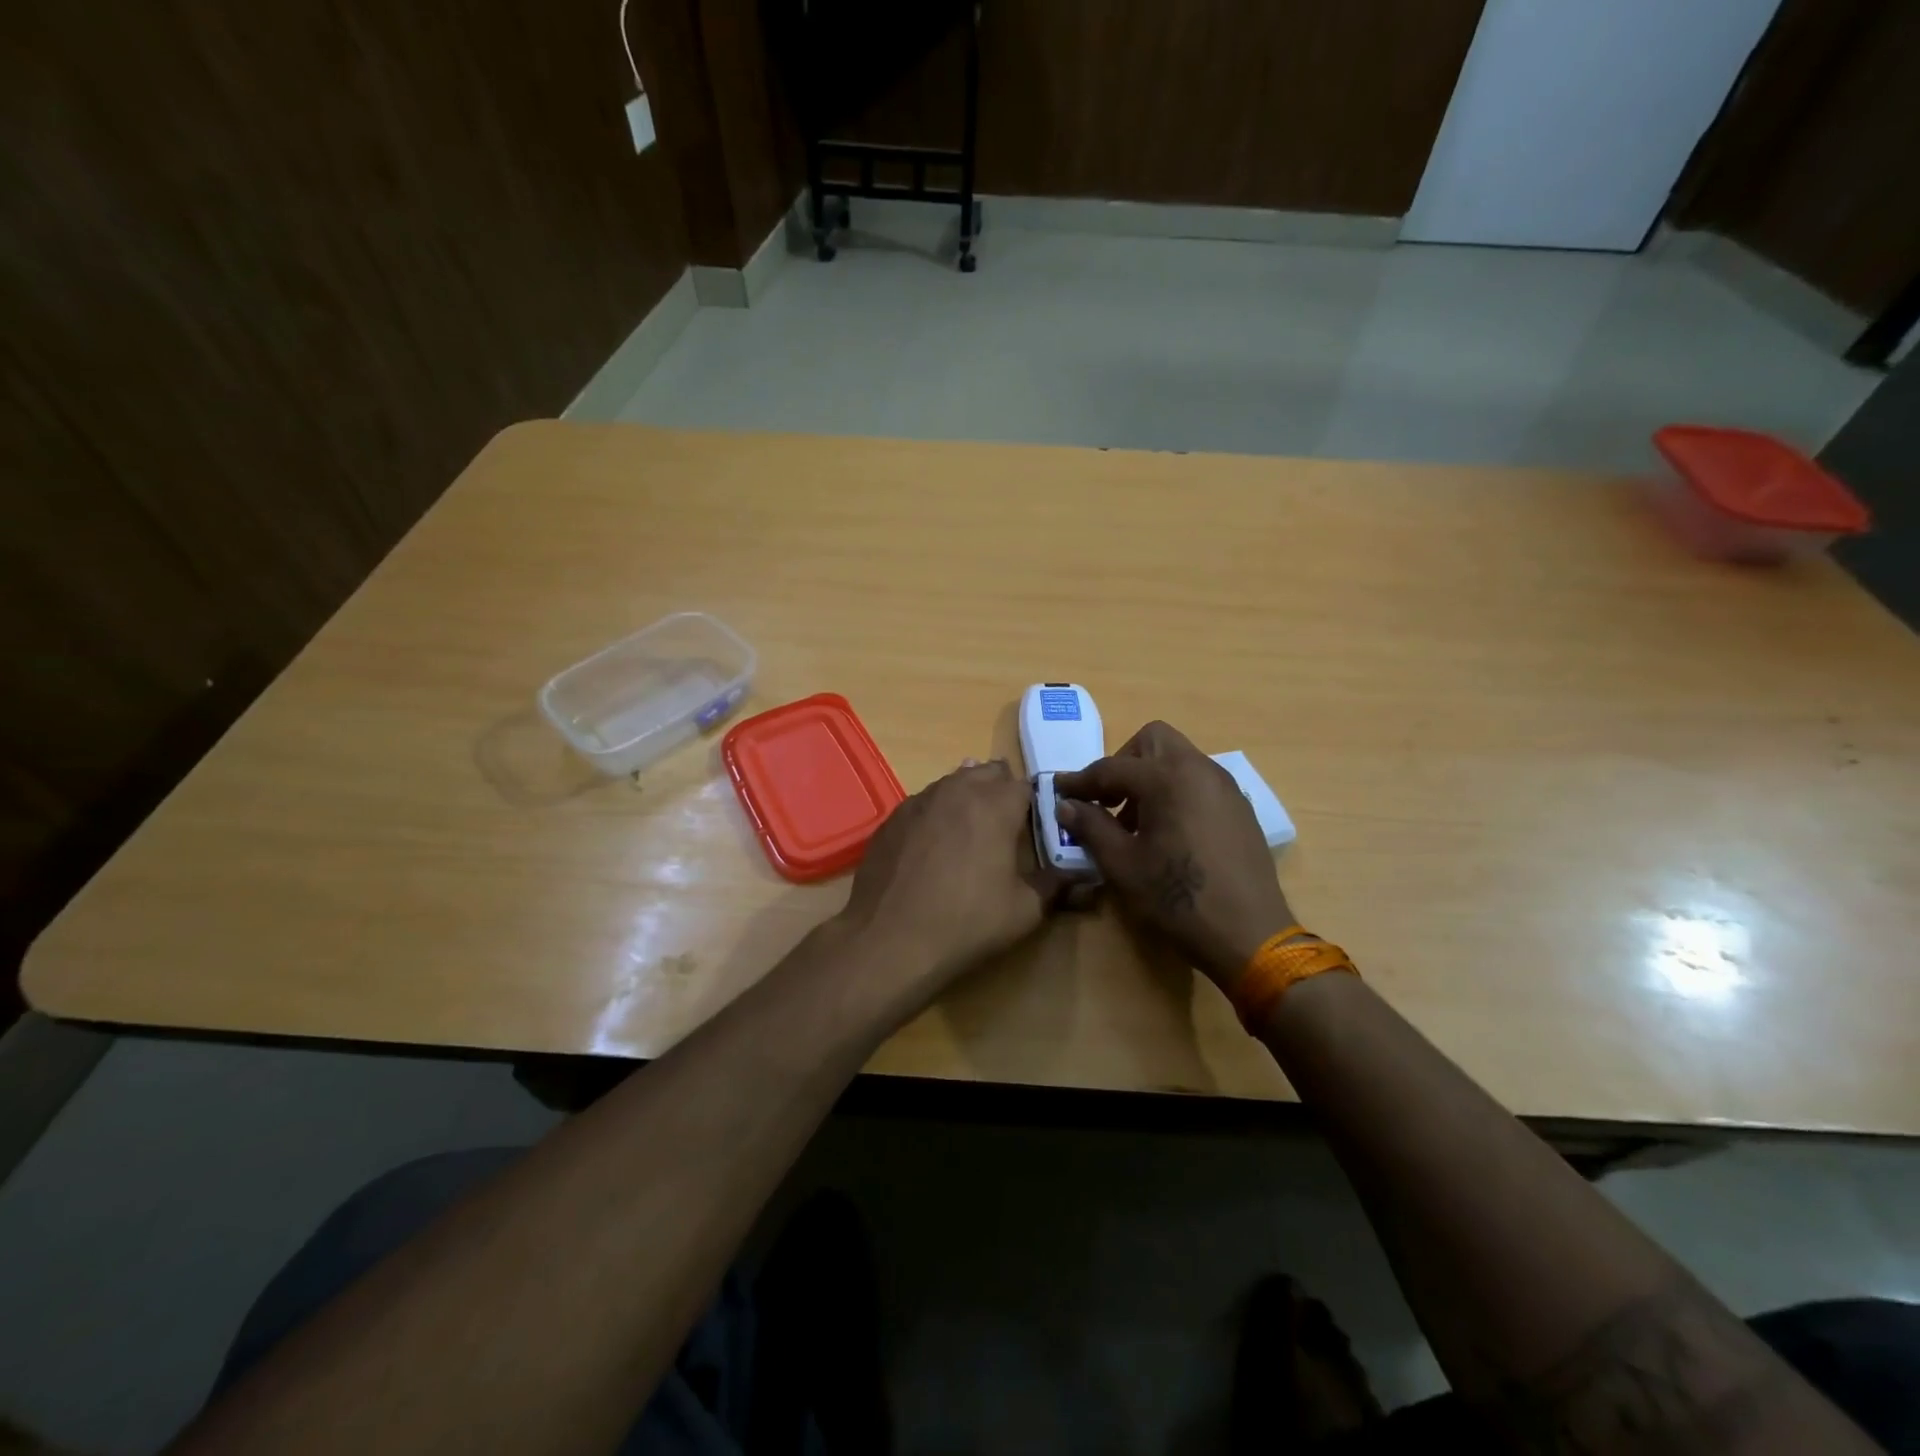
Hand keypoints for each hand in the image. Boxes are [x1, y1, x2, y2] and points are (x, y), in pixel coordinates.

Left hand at [837, 759, 1066, 997]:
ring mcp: (920, 799)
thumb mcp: (1025, 910)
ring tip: (971, 833)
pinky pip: (925, 802)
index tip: (1038, 827)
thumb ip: (1057, 886)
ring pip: (953, 782)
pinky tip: (933, 846)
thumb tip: (1085, 879)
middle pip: (988, 773)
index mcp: (996, 803)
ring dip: (967, 798)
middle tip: (1006, 828)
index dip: (1035, 803)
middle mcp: (958, 789)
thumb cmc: (967, 921)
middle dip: (1001, 792)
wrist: (889, 938)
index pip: (1026, 785)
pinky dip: (937, 814)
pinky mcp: (892, 817)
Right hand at [1054, 722, 1292, 988]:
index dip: (1081, 780)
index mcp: (1168, 778)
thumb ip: (1091, 827)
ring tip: (1135, 823)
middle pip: (1153, 741)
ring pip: (1179, 759)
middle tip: (1106, 799)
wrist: (1249, 934)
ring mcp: (1225, 787)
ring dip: (1150, 778)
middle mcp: (1200, 770)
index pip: (1112, 767)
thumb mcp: (1122, 864)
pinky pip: (1199, 782)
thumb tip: (1067, 805)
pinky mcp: (1240, 808)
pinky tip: (1168, 834)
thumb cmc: (1177, 897)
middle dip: (1123, 762)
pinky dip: (1175, 792)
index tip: (1059, 791)